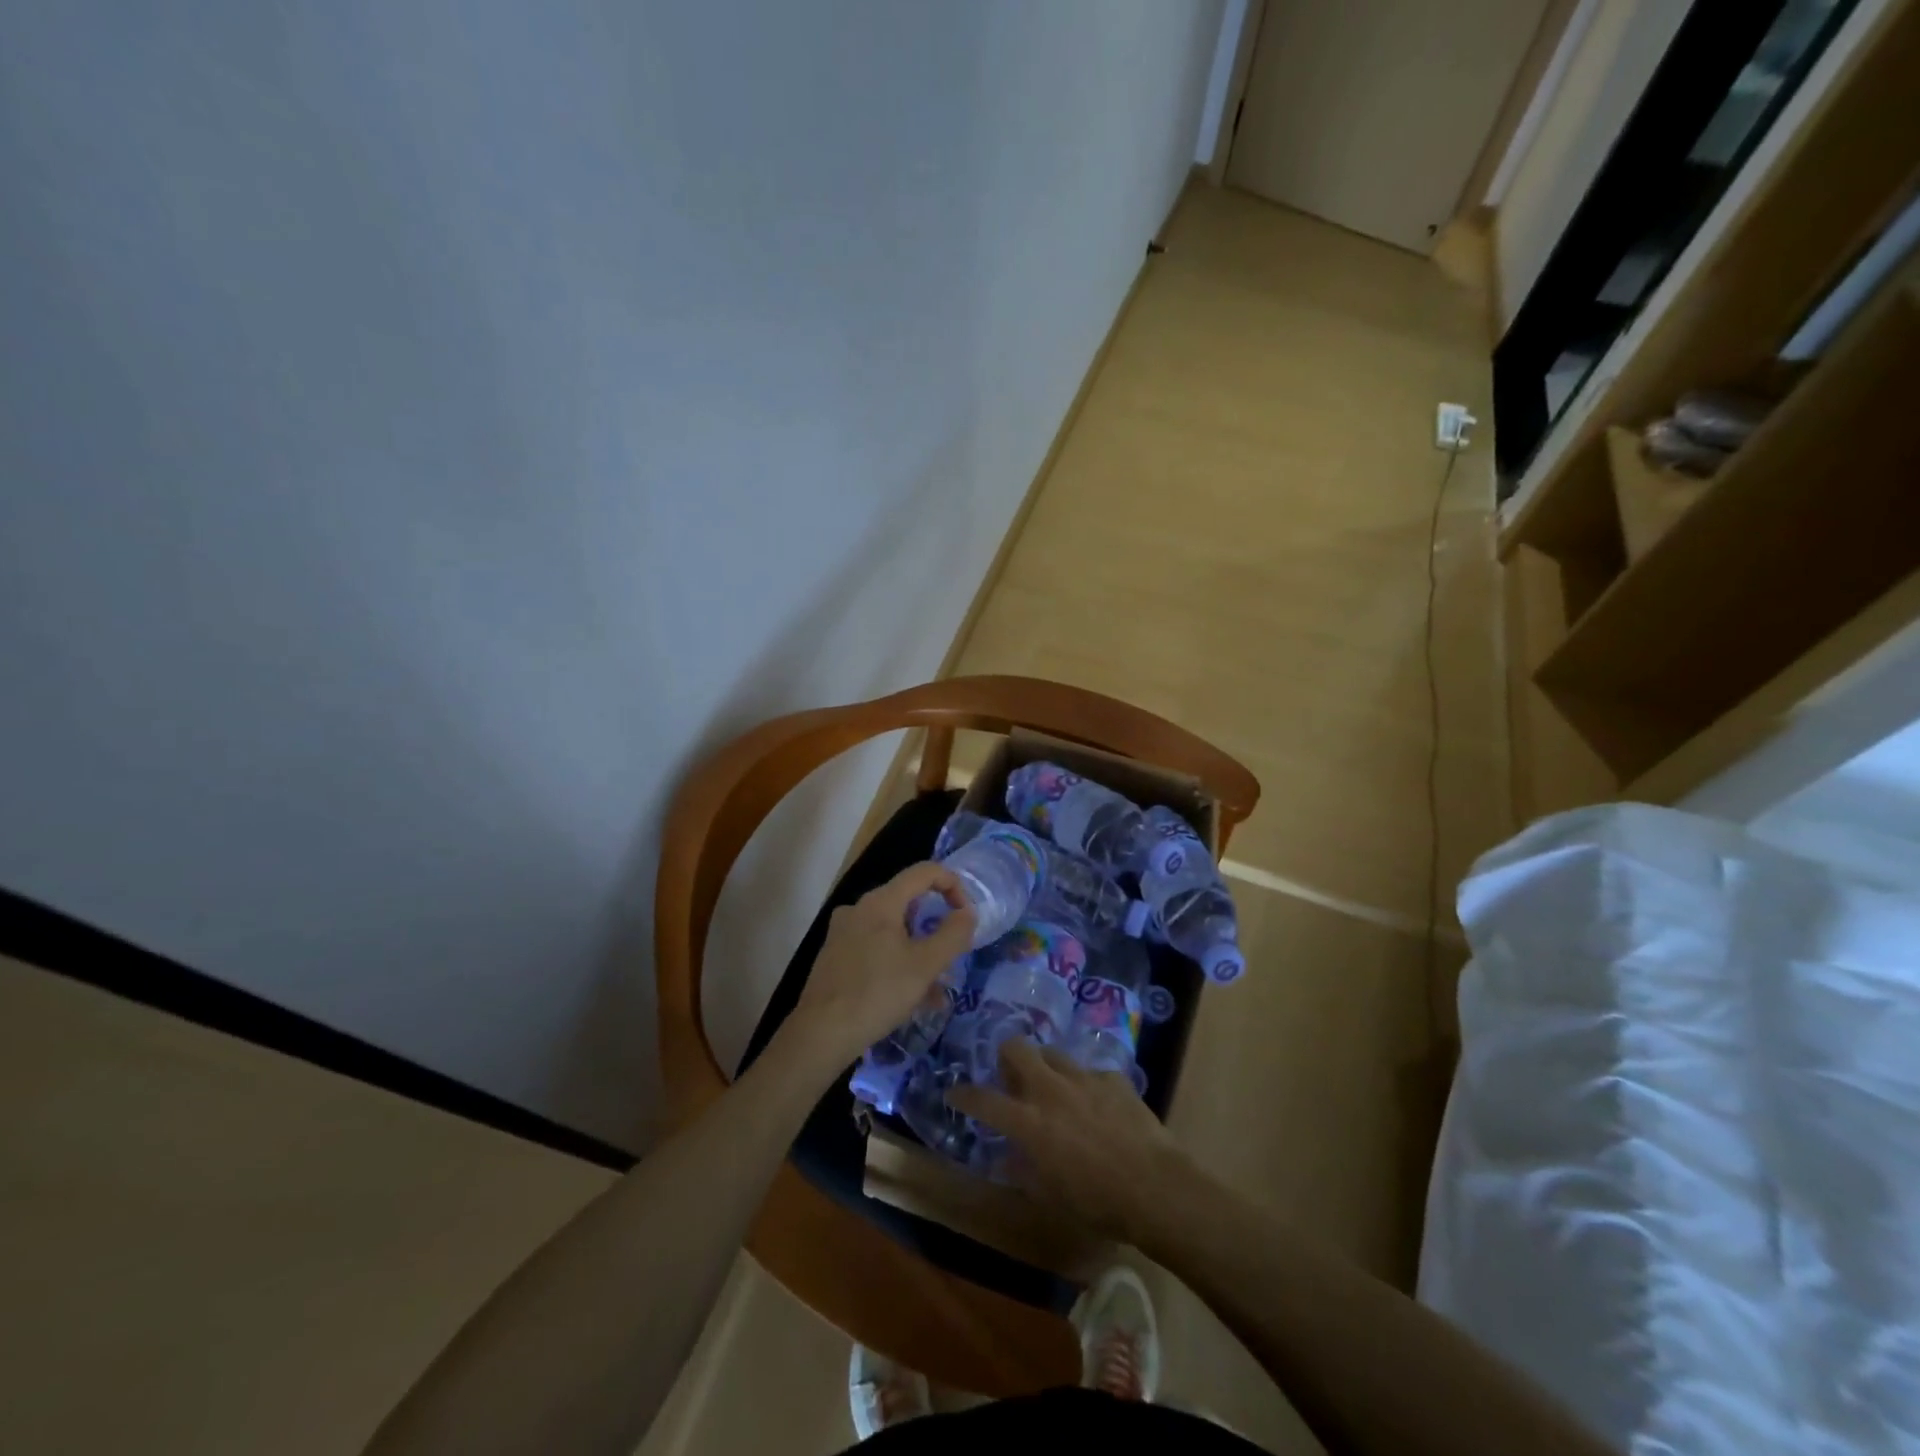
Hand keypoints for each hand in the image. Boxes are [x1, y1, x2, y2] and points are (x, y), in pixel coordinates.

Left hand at [787, 862, 975, 1067]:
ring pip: (893, 932)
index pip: (924, 872)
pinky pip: (876, 949)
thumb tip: (968, 913)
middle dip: (936, 929)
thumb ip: (953, 935)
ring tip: (937, 992)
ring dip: (919, 954)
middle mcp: (859, 908)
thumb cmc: (878, 993)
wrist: (820, 1033)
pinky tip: (911, 999)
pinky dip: (897, 964)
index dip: (953, 885)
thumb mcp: (926, 965)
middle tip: (952, 957)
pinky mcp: (835, 956)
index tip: (966, 916)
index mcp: (881, 901)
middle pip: (909, 903)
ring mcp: (843, 932)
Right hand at [947, 1039, 1193, 1244]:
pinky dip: (1085, 1086)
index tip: (954, 1092)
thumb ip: (1024, 1170)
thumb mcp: (1050, 1196)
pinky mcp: (1113, 1078)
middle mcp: (1051, 1090)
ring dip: (1046, 1067)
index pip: (984, 1100)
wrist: (1155, 1187)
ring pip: (1053, 1054)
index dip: (964, 1095)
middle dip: (1006, 1055)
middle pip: (1017, 1048)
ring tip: (1053, 1087)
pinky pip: (1090, 1073)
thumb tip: (1011, 1155)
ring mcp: (1084, 1079)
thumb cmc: (1097, 1202)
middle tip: (1010, 1075)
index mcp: (1029, 1122)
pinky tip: (1097, 1105)